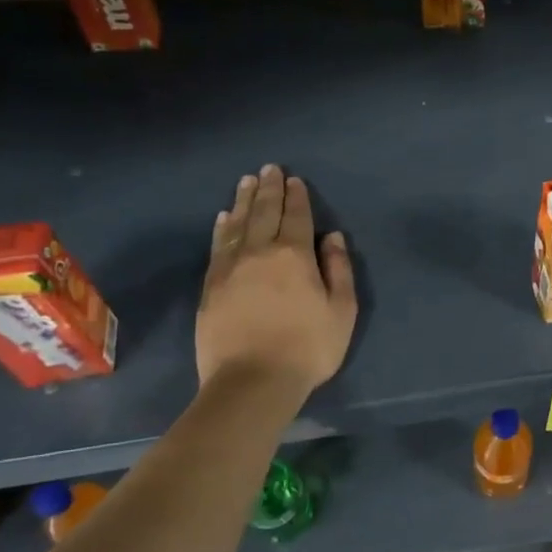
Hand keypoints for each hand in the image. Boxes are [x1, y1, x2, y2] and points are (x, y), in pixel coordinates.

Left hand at [196, 165, 356, 393]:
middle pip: (264, 213)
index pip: (296, 216)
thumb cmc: (307, 348)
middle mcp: (260, 253)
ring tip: (247, 182)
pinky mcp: (210, 287)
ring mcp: (230, 268)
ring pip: (237, 225)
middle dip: (268, 189)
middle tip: (269, 168)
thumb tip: (332, 237)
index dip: (297, 196)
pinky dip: (222, 228)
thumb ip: (338, 270)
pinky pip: (217, 247)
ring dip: (243, 201)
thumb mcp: (341, 311)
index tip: (294, 179)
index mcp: (294, 256)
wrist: (251, 383)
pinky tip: (224, 217)